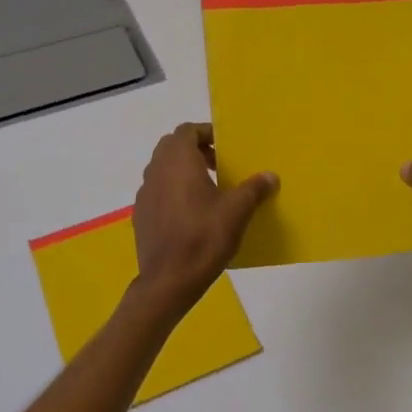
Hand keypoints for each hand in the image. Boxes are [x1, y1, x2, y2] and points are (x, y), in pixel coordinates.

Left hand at [131, 124, 277, 310]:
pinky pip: (157, 191)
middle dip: (195, 150)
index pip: (186, 131)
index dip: (205, 133)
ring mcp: (145, 193)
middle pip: (172, 147)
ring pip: (163, 169)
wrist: (168, 281)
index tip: (225, 146)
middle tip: (219, 165)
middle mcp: (156, 170)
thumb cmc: (204, 238)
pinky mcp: (140, 214)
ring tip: (208, 190)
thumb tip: (270, 175)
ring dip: (183, 171)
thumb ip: (254, 189)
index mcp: (178, 161)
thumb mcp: (237, 212)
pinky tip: (191, 214)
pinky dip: (173, 191)